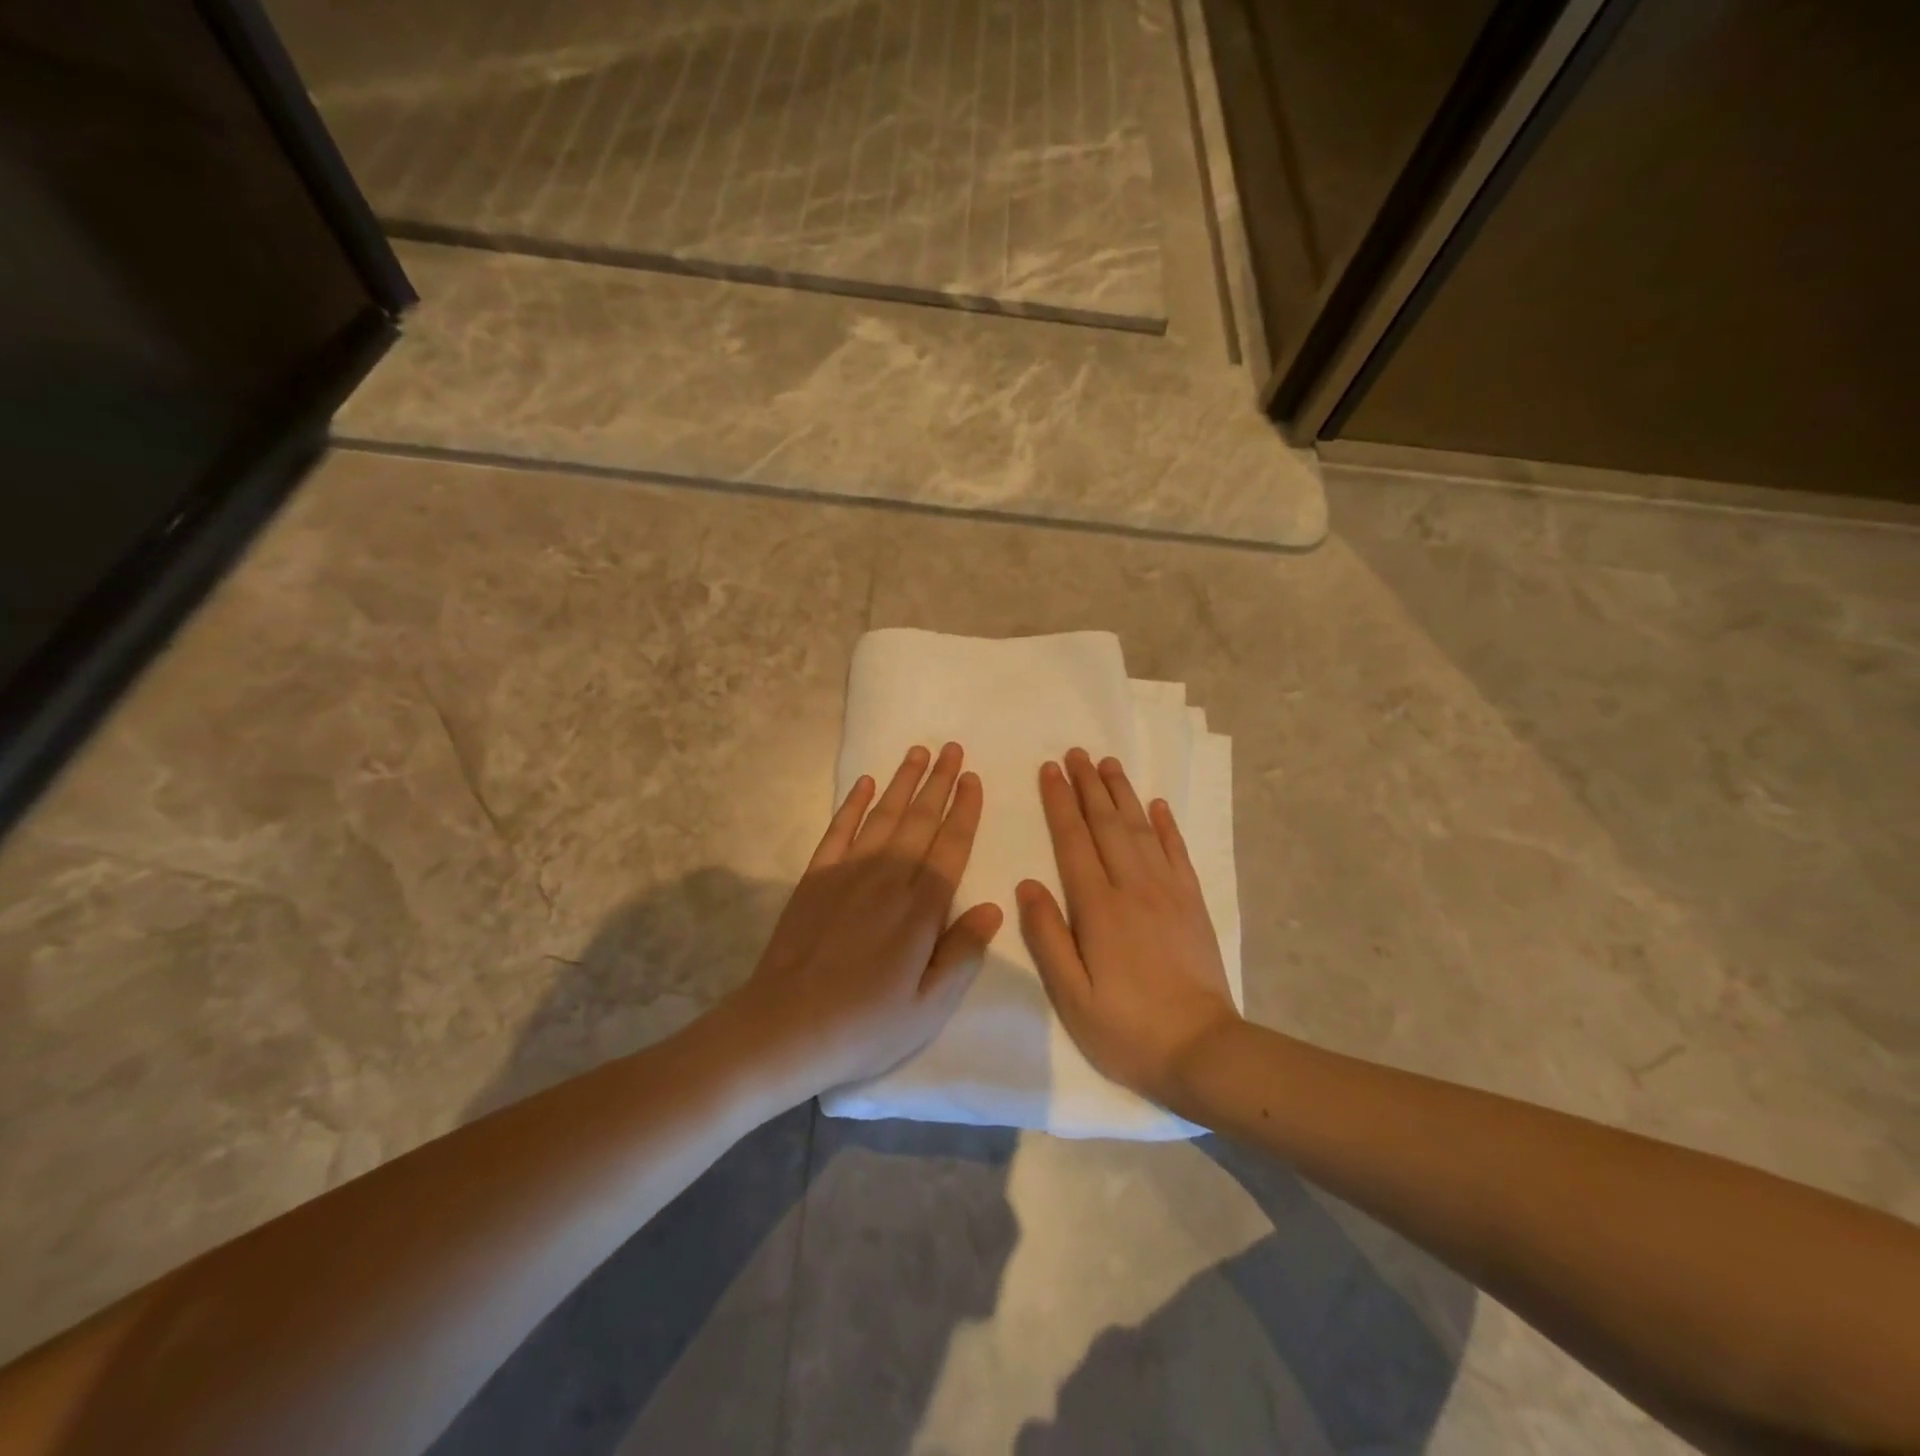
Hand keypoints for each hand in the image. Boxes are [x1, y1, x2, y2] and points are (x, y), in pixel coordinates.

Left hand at [731, 743, 1003, 1096]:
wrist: (785, 1026)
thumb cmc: (865, 1024)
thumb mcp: (929, 1007)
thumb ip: (962, 953)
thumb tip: (994, 908)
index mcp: (921, 909)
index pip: (951, 847)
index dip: (965, 810)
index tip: (973, 778)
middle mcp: (888, 878)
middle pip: (920, 820)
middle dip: (939, 782)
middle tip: (952, 749)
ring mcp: (848, 873)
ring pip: (884, 816)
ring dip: (903, 782)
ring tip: (919, 752)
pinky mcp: (815, 877)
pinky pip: (839, 829)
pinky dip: (854, 804)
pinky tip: (866, 784)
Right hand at [1018, 748, 1239, 1108]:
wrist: (1202, 1050)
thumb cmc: (1126, 1029)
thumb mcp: (1072, 995)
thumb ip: (1047, 937)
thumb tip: (1028, 884)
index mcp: (1098, 908)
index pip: (1074, 841)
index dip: (1060, 803)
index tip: (1049, 770)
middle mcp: (1133, 887)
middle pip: (1107, 824)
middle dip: (1088, 785)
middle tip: (1076, 753)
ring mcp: (1168, 892)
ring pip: (1140, 829)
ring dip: (1122, 794)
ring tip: (1108, 764)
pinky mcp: (1192, 903)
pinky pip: (1177, 852)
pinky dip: (1166, 825)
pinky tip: (1156, 806)